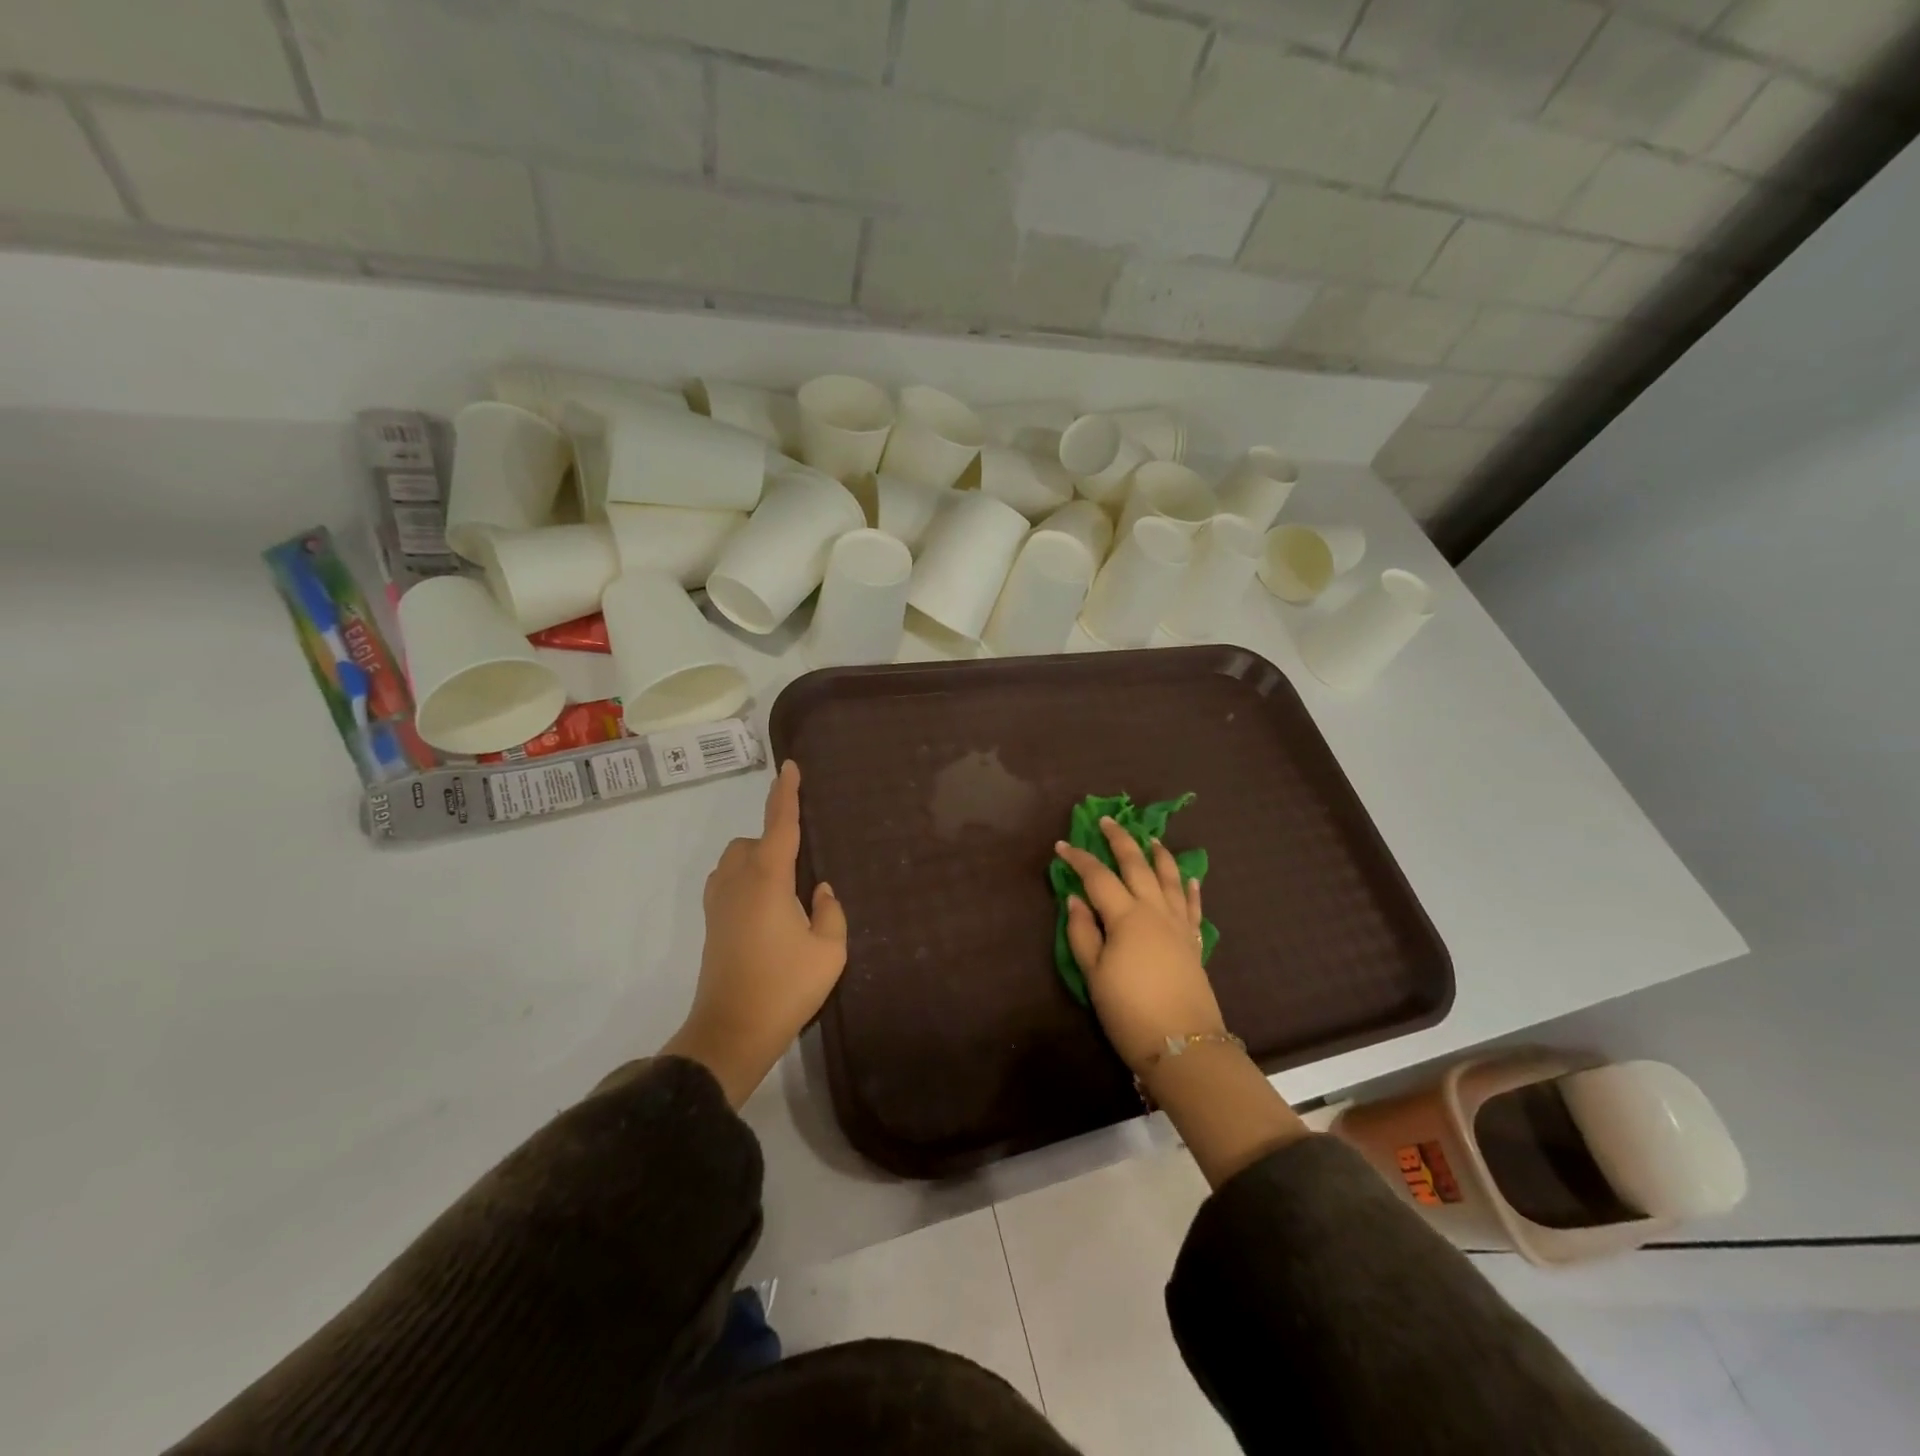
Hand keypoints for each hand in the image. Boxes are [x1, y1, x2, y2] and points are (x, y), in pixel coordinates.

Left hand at [663, 760, 847, 1106]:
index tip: (789, 767)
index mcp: (768, 879)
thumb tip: (821, 891)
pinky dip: (745, 879)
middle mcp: (738, 881)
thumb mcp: (829, 951)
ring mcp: (719, 902)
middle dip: (774, 838)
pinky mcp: (712, 923)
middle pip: (754, 841)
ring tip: (785, 887)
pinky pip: (728, 881)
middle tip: (803, 866)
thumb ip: (831, 913)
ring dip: (757, 859)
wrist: (732, 1031)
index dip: (786, 794)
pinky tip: (766, 907)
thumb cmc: (785, 987)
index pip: (780, 824)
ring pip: (736, 860)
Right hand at [1055, 817, 1227, 1076]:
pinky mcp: (1194, 942)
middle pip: (1137, 865)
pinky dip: (1191, 888)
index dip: (1078, 858)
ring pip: (1170, 878)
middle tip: (1107, 821)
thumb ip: (1082, 932)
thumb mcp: (1094, 974)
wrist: (1183, 1044)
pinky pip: (1193, 905)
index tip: (1061, 845)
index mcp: (1126, 916)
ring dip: (1159, 855)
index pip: (1098, 877)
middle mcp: (1154, 910)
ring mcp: (1178, 924)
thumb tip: (1075, 899)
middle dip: (1120, 840)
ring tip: (1151, 838)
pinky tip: (1191, 876)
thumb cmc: (1129, 1011)